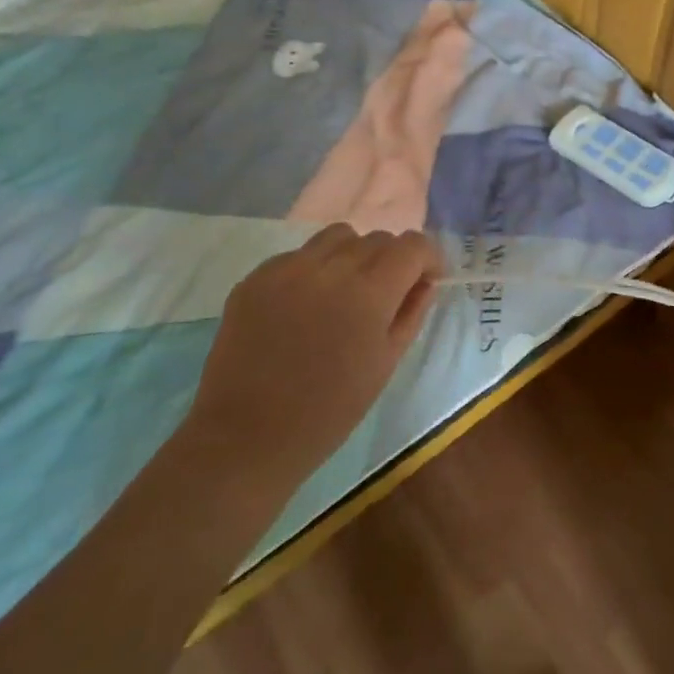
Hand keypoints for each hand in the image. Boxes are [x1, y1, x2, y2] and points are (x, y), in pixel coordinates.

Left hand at [182, 224, 440, 487]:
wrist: (246, 437)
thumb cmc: (328, 411)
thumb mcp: (385, 364)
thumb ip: (411, 313)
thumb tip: (424, 281)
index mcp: (370, 292)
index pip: (412, 245)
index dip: (427, 258)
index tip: (425, 281)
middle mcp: (331, 267)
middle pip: (377, 238)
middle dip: (391, 260)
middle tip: (384, 296)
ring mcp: (288, 267)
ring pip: (338, 236)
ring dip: (353, 255)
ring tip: (344, 291)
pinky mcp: (256, 276)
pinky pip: (298, 255)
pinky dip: (313, 270)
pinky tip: (304, 307)